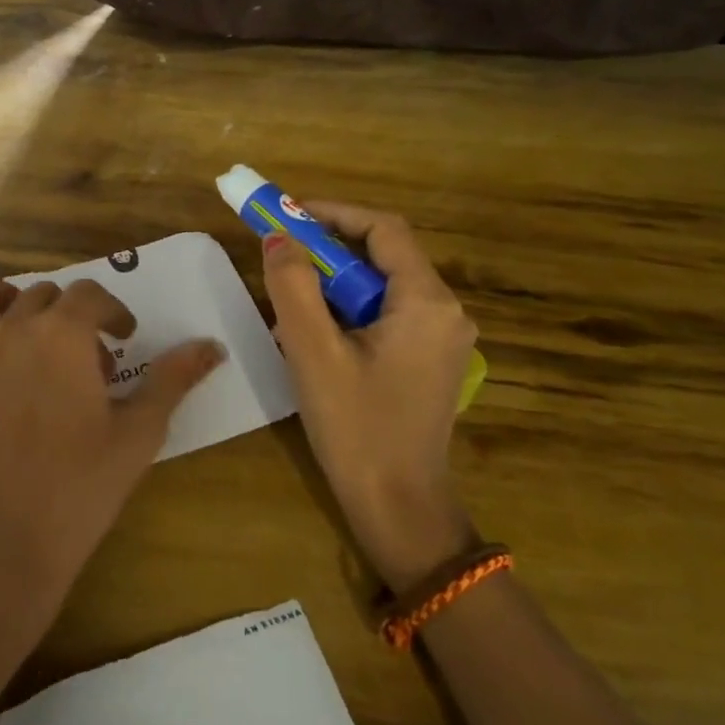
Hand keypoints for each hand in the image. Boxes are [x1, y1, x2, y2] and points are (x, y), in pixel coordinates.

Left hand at [0, 276, 225, 616]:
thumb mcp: (140, 433)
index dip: (113, 312)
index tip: (125, 340)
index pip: (92, 295)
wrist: (7, 543)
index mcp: (63, 334)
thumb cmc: (81, 488)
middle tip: (87, 364)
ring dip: (6, 300)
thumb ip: (174, 380)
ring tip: (25, 332)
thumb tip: (212, 345)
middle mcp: (11, 328)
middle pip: (43, 293)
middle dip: (71, 317)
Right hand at [263, 204, 479, 590]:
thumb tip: (279, 237)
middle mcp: (445, 313)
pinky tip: (313, 339)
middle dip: (327, 251)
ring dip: (333, 285)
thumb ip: (293, 285)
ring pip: (380, 288)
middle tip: (281, 256)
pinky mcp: (429, 362)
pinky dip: (347, 312)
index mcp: (427, 302)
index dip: (333, 213)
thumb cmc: (357, 428)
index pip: (383, 229)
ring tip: (289, 305)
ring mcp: (441, 340)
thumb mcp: (313, 352)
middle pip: (382, 257)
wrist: (399, 511)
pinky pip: (385, 316)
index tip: (287, 215)